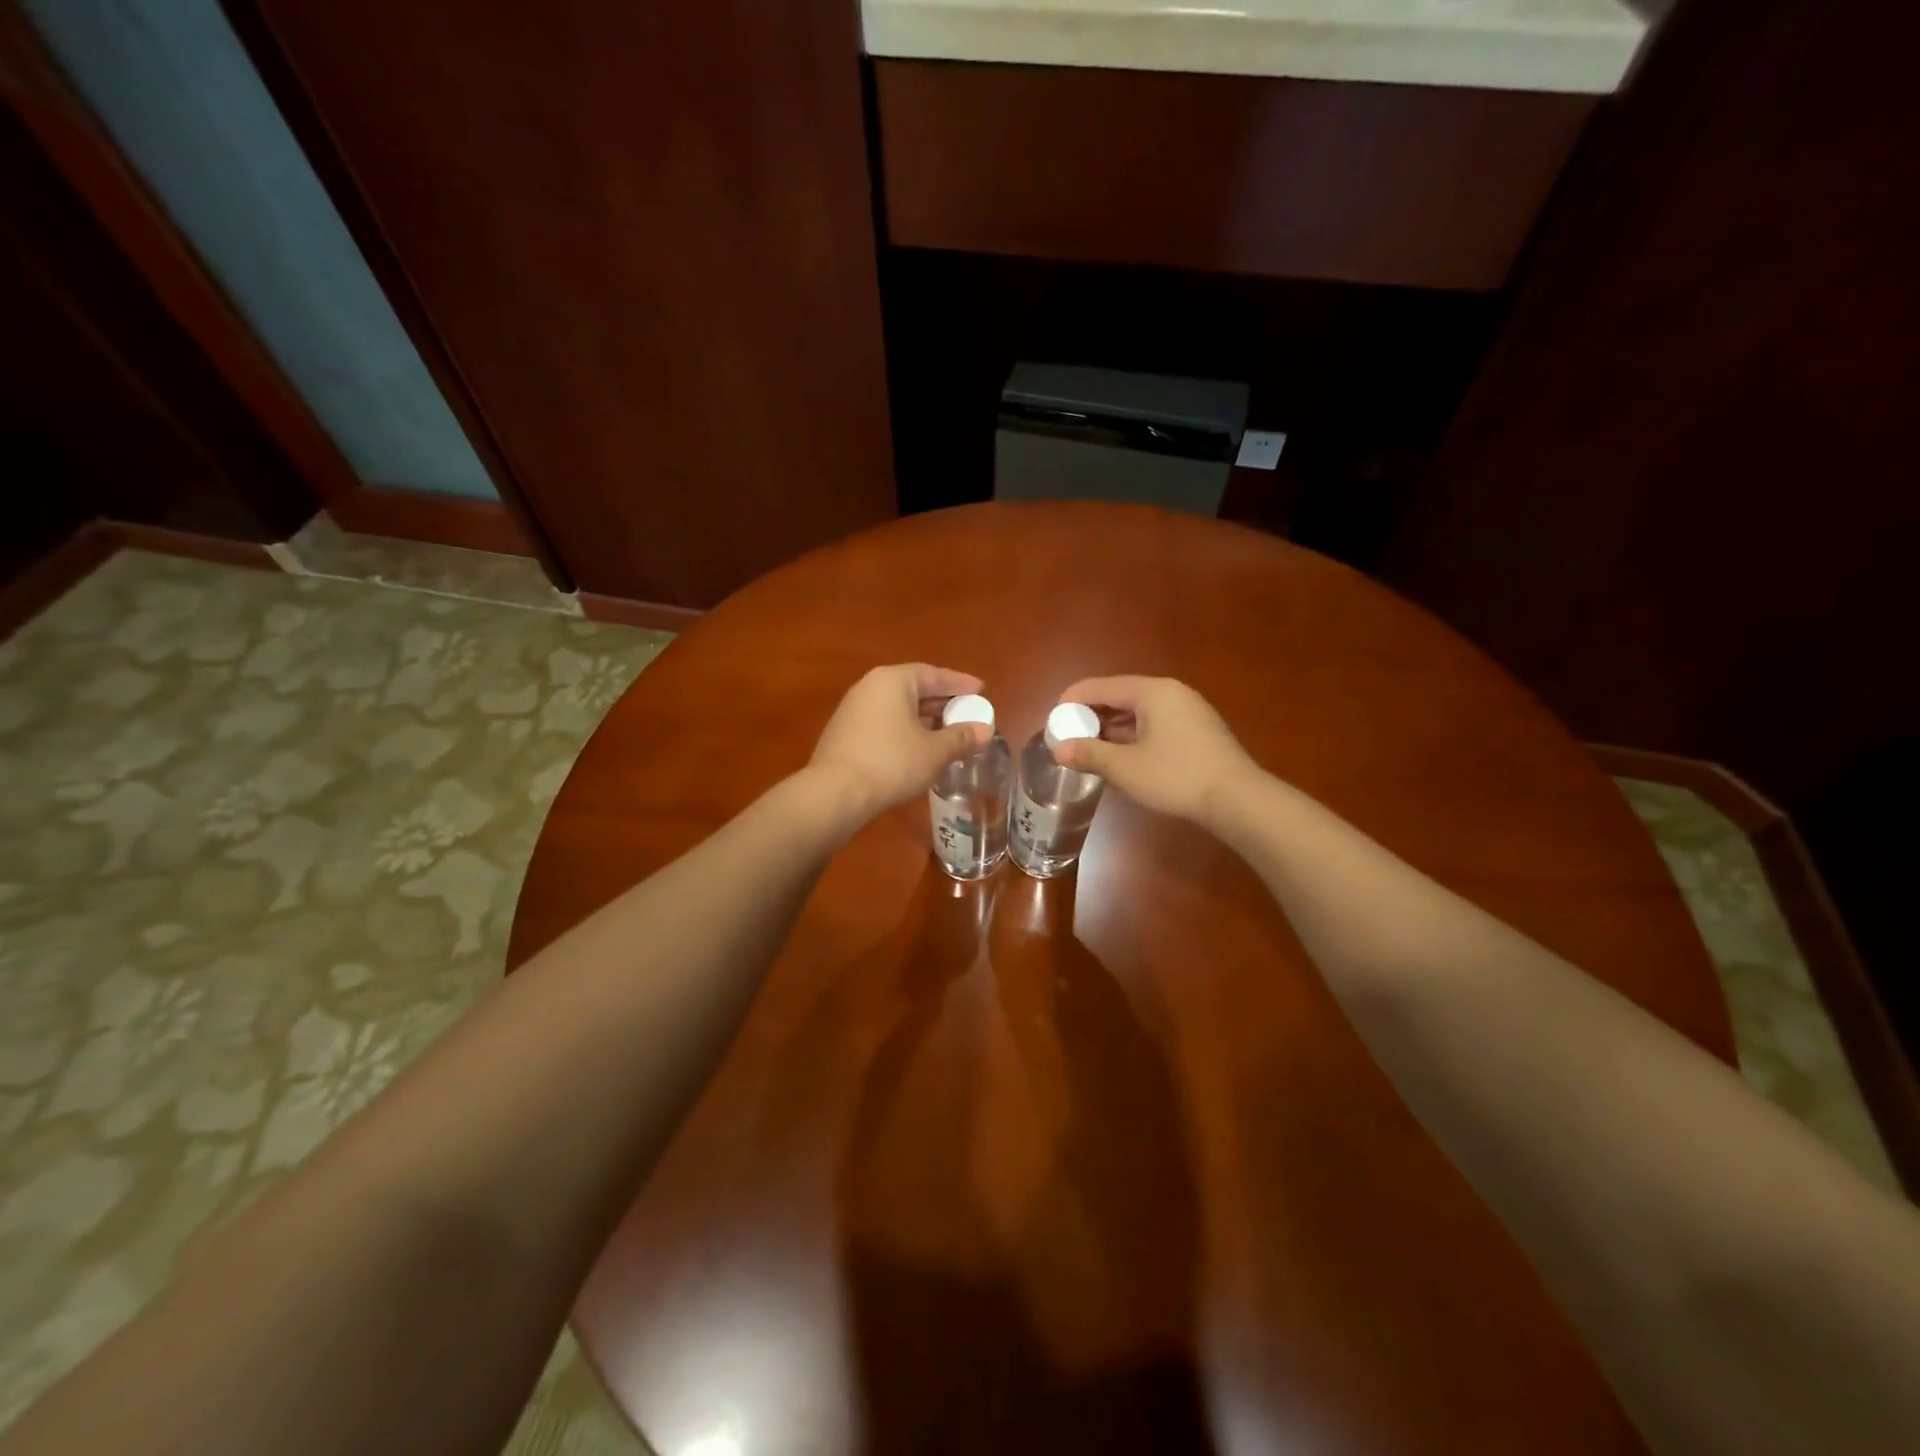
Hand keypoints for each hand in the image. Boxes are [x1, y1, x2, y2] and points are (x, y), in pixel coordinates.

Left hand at [809, 664, 990, 818]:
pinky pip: (885, 723)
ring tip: (949, 733)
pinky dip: (906, 730)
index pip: (934, 674)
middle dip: (943, 702)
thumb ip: (961, 737)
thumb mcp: (934, 751)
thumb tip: (985, 730)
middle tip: (968, 713)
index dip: (960, 684)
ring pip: (899, 708)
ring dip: (925, 719)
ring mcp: (854, 710)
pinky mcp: (845, 734)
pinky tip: (920, 748)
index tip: (981, 691)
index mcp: (893, 681)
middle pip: (914, 689)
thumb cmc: (891, 763)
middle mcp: (870, 687)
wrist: (835, 794)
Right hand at [1054, 675, 1260, 825]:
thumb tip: (1059, 748)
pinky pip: (1155, 724)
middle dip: (1091, 715)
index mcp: (1152, 692)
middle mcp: (1171, 693)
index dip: (1073, 700)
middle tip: (1069, 736)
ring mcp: (1188, 711)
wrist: (1237, 799)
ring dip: (1112, 727)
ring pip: (1138, 712)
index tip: (1053, 719)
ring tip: (1089, 748)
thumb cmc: (1176, 776)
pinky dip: (1132, 735)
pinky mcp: (1197, 731)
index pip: (1101, 686)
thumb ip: (1088, 753)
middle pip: (1120, 696)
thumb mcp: (1124, 768)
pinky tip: (1121, 756)